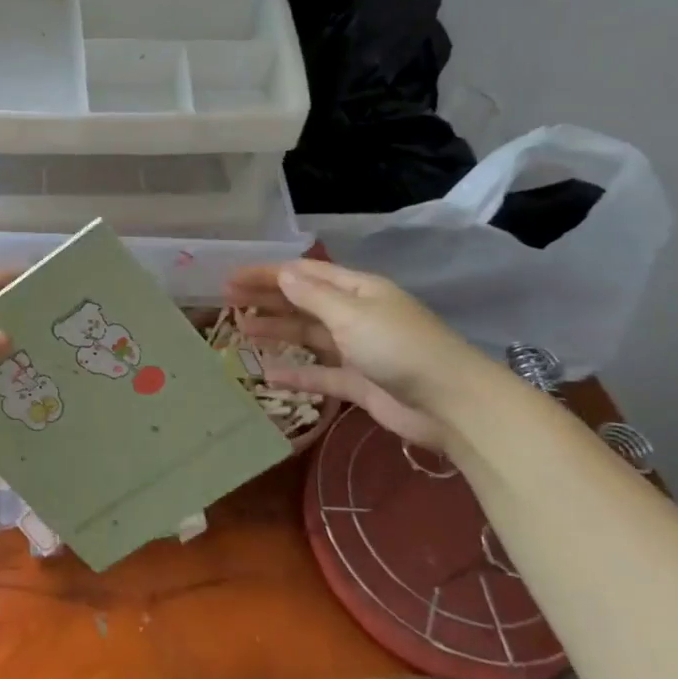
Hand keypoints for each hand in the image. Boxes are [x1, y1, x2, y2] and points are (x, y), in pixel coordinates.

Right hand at [223, 261, 489, 447]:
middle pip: (303, 302)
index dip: (268, 273)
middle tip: (227, 301)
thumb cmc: (400, 348)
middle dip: (267, 299)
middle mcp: (356, 314)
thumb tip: (282, 273)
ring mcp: (357, 350)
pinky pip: (319, 374)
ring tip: (241, 330)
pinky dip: (296, 373)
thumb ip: (312, 297)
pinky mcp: (359, 383)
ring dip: (277, 331)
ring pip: (308, 336)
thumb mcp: (352, 315)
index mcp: (358, 290)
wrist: (451, 405)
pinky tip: (268, 375)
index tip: (232, 277)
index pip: (305, 274)